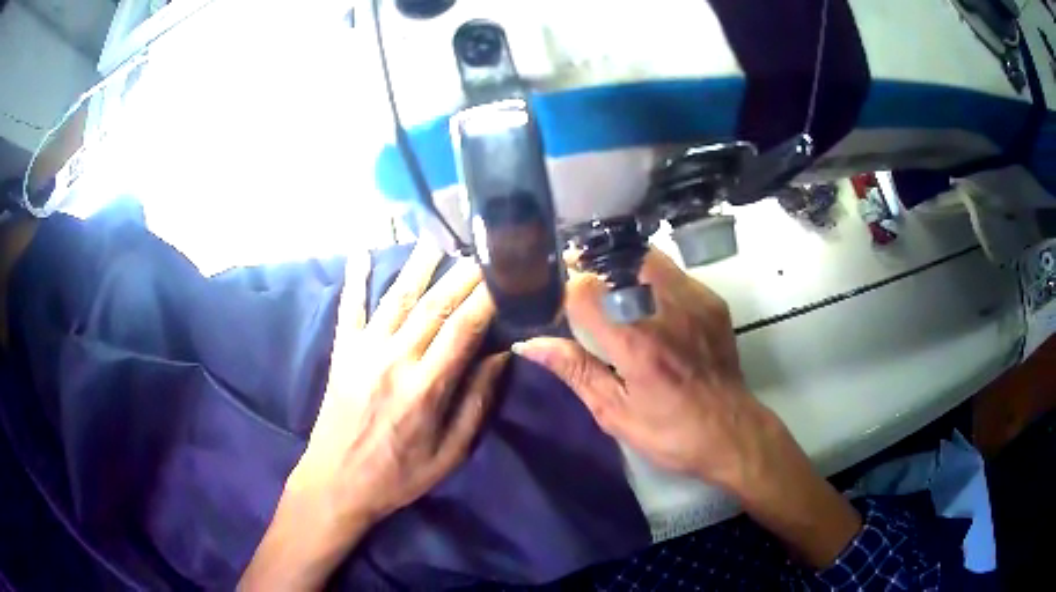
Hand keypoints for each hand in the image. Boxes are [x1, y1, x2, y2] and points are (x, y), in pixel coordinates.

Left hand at [241, 244, 504, 589]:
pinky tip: (361, 250)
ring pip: (396, 298)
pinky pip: (350, 308)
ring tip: (436, 235)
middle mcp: (394, 360)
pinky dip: (356, 278)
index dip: (486, 297)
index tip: (505, 274)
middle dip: (461, 274)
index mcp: (425, 388)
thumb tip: (501, 357)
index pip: (463, 329)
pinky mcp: (342, 352)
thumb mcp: (450, 453)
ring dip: (418, 264)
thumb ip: (476, 403)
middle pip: (434, 306)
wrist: (337, 482)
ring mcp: (363, 351)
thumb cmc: (399, 475)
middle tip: (482, 247)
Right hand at [516, 249, 771, 490]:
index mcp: (636, 342)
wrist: (732, 432)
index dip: (563, 290)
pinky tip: (646, 303)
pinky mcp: (712, 301)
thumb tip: (529, 344)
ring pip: (646, 257)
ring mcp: (694, 300)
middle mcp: (666, 310)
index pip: (585, 289)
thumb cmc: (669, 432)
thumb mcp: (614, 412)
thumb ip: (574, 370)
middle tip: (580, 286)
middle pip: (617, 259)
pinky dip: (650, 278)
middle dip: (591, 266)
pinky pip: (672, 272)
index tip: (557, 302)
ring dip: (621, 267)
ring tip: (610, 291)